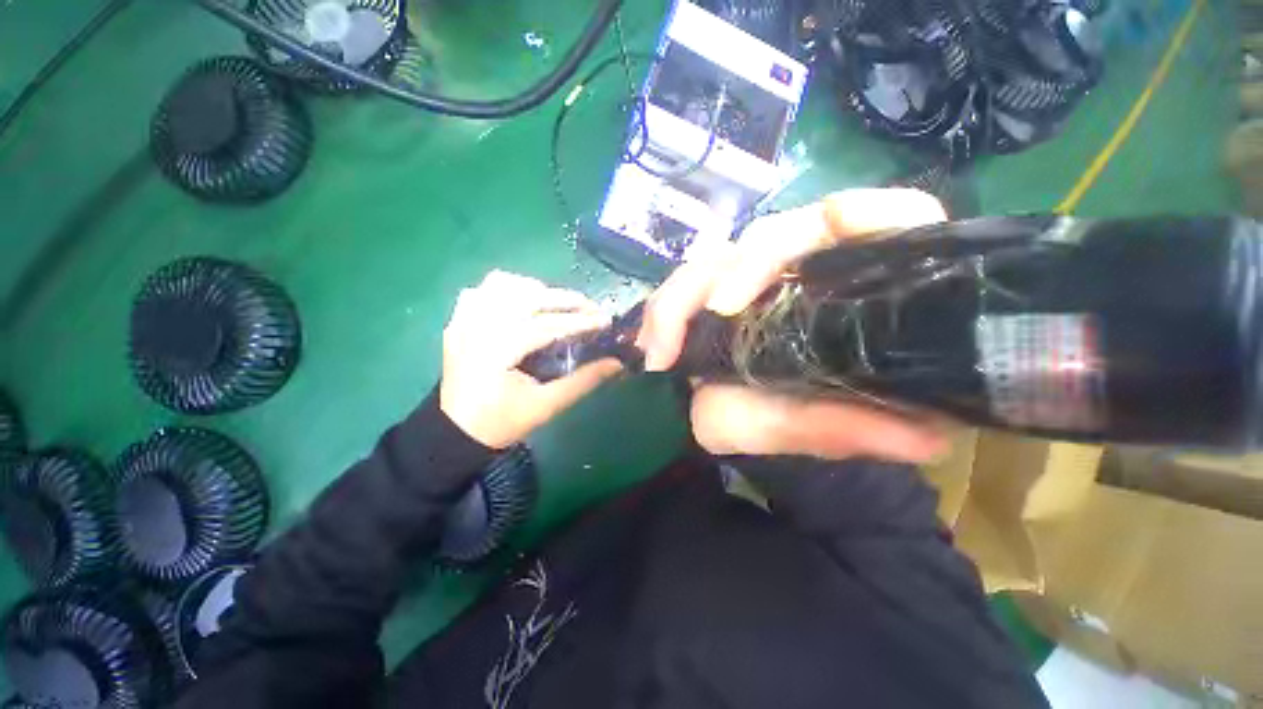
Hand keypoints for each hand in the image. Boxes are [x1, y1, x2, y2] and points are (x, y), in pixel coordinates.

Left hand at [440, 270, 622, 448]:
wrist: (456, 431)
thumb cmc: (501, 422)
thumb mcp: (546, 406)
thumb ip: (583, 382)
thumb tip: (616, 363)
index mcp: (496, 351)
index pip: (546, 325)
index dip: (580, 321)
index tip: (606, 321)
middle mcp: (477, 327)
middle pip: (528, 297)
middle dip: (566, 299)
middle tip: (592, 309)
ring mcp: (464, 319)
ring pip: (505, 284)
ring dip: (538, 290)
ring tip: (559, 306)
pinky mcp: (459, 320)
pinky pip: (485, 289)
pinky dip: (509, 289)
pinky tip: (524, 305)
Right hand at [637, 188, 949, 461]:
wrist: (735, 426)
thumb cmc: (783, 424)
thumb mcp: (815, 432)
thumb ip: (852, 430)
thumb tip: (929, 438)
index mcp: (850, 298)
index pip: (892, 223)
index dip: (875, 212)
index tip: (835, 221)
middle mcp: (802, 276)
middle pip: (782, 233)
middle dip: (745, 265)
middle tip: (717, 310)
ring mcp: (750, 281)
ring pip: (719, 257)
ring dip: (686, 294)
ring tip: (663, 348)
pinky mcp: (709, 291)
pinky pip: (681, 283)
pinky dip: (663, 309)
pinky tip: (653, 344)